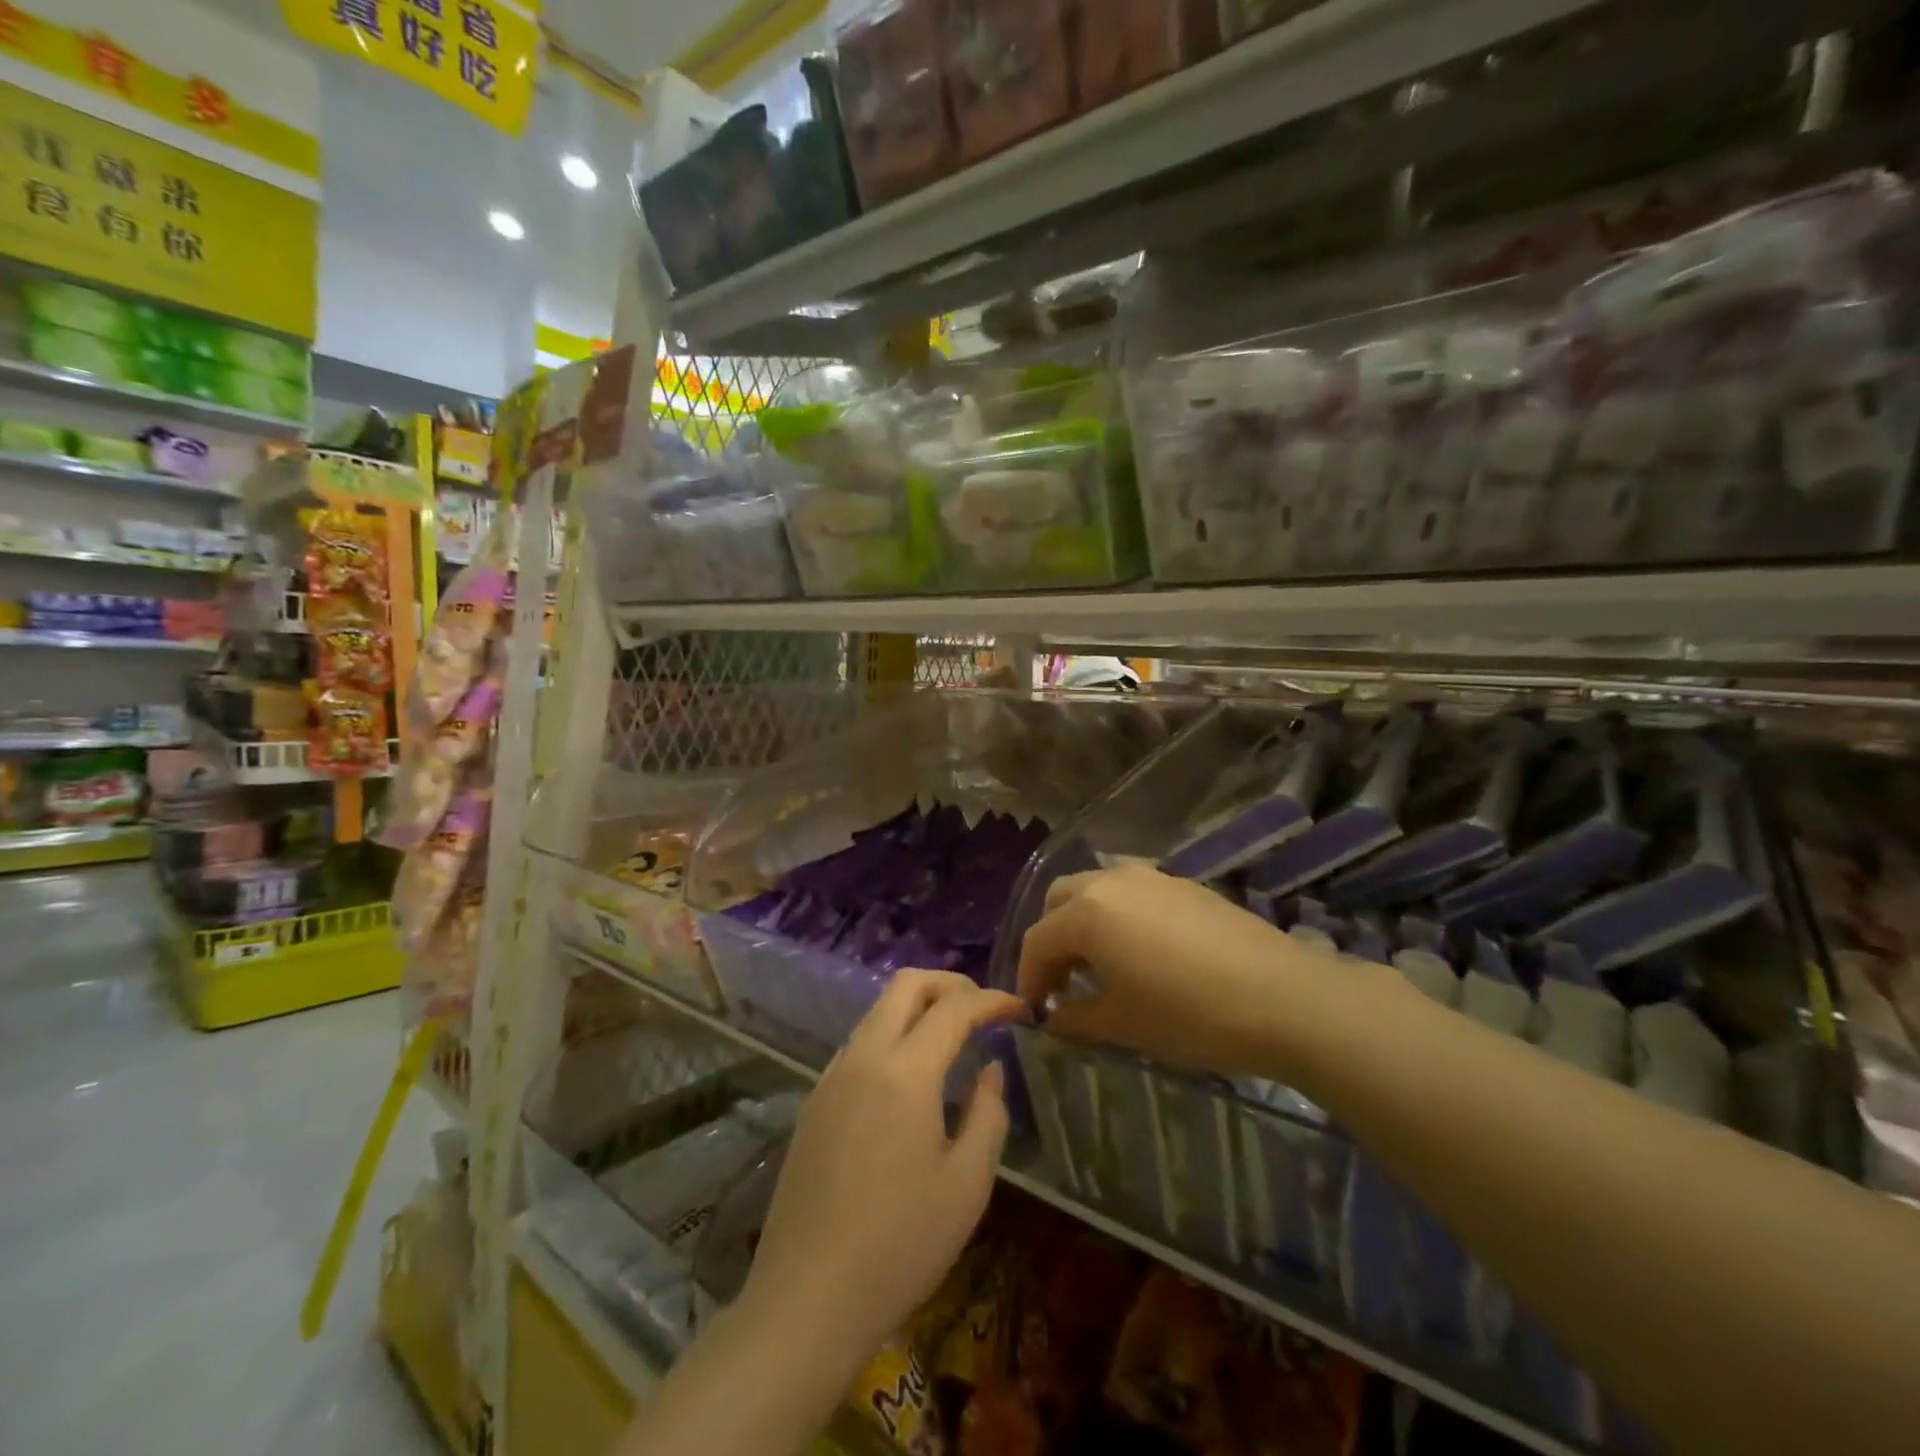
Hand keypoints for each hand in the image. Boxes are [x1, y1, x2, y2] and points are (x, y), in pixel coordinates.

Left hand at [739, 970, 1022, 1372]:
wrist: (805, 1300)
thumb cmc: (900, 1245)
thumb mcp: (966, 1185)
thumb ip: (988, 1115)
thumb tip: (990, 1070)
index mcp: (905, 1071)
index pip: (954, 1008)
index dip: (992, 1000)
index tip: (1020, 1009)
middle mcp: (863, 1057)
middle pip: (906, 985)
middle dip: (950, 984)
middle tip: (983, 1010)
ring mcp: (831, 1077)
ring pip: (878, 1011)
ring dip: (918, 1007)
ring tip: (952, 1039)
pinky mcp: (814, 1101)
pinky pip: (860, 1043)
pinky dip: (893, 1035)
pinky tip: (910, 1077)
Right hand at [1016, 862, 1327, 1073]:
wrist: (1282, 996)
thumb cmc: (1189, 1014)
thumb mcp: (1122, 1024)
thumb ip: (1075, 1018)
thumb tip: (1053, 1018)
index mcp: (1087, 912)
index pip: (1038, 940)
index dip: (1029, 978)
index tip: (1034, 1012)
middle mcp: (1111, 880)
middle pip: (1061, 901)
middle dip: (1052, 939)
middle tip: (1062, 983)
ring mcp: (1151, 876)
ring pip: (1097, 889)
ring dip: (1085, 923)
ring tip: (1101, 966)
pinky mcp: (1184, 884)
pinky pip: (1132, 892)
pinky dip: (1119, 916)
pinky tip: (1143, 952)